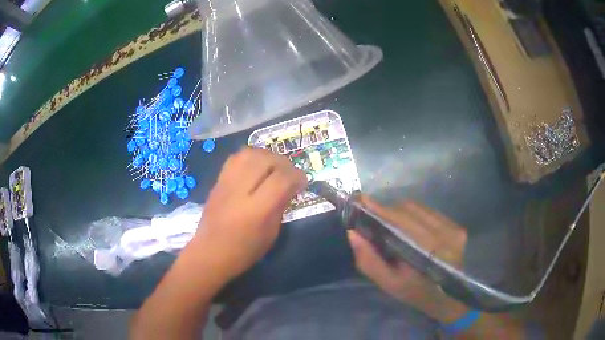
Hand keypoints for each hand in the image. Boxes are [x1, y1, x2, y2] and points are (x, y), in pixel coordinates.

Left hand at [193, 147, 306, 280]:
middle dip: (283, 162)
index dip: (297, 176)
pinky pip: (236, 157)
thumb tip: (291, 186)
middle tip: (289, 173)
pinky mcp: (218, 181)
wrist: (210, 253)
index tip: (303, 182)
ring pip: (249, 153)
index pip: (281, 179)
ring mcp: (226, 183)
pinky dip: (250, 157)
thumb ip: (281, 206)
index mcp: (256, 210)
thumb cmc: (244, 251)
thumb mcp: (271, 234)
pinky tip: (255, 168)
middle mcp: (240, 191)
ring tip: (273, 167)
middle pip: (265, 159)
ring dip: (266, 156)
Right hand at [348, 196, 469, 322]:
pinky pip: (430, 211)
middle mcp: (443, 235)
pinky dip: (415, 214)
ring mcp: (453, 229)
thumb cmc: (414, 292)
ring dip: (401, 212)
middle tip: (374, 219)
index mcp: (426, 253)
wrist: (447, 297)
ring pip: (419, 208)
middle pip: (409, 210)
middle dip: (388, 211)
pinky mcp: (457, 227)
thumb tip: (352, 233)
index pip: (399, 221)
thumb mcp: (388, 283)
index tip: (359, 200)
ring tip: (393, 224)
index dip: (379, 209)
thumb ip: (369, 260)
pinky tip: (411, 227)